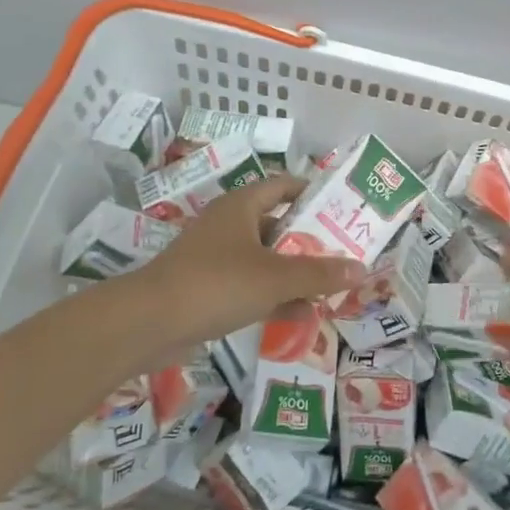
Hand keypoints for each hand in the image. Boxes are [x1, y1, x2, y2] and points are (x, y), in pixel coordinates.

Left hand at [130, 175, 362, 347]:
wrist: (148, 323)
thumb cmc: (217, 284)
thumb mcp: (276, 277)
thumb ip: (320, 273)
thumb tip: (361, 268)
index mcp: (241, 206)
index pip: (283, 185)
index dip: (312, 192)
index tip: (341, 207)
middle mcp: (228, 225)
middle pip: (278, 224)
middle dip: (310, 240)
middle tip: (343, 252)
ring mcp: (216, 258)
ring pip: (265, 259)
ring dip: (294, 272)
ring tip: (330, 286)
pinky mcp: (207, 288)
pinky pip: (250, 285)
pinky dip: (274, 296)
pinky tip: (301, 315)